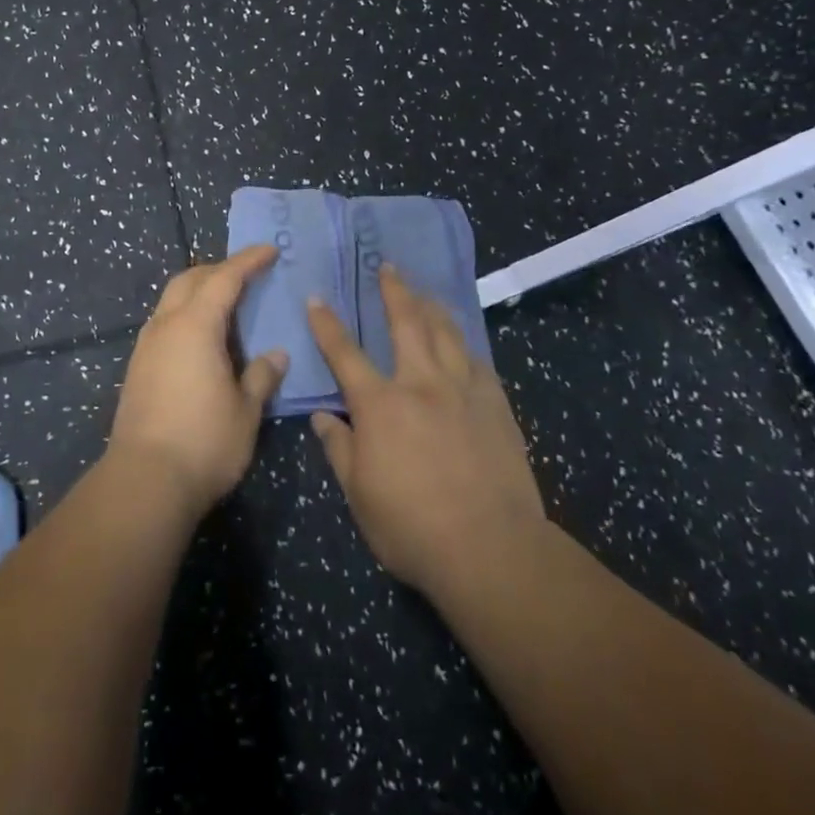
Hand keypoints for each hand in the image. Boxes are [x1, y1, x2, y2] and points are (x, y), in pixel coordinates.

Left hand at [108, 245, 288, 516]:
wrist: (144, 481)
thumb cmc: (204, 442)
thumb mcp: (245, 410)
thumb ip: (261, 376)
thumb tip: (276, 355)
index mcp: (195, 326)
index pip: (224, 279)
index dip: (248, 261)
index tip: (269, 250)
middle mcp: (166, 326)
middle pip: (190, 280)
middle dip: (218, 270)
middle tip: (247, 274)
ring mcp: (146, 347)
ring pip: (171, 300)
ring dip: (198, 291)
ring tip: (226, 305)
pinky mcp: (137, 368)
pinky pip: (163, 323)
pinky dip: (186, 315)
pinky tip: (202, 339)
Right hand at [306, 265, 546, 601]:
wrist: (490, 548)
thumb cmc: (411, 527)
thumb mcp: (358, 494)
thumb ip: (338, 449)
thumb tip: (322, 417)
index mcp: (380, 405)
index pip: (345, 354)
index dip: (328, 324)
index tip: (318, 298)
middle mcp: (421, 384)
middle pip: (405, 324)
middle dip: (393, 291)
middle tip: (388, 266)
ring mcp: (463, 391)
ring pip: (446, 333)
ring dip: (432, 307)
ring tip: (425, 291)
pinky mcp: (496, 406)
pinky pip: (478, 362)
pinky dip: (465, 345)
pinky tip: (463, 342)